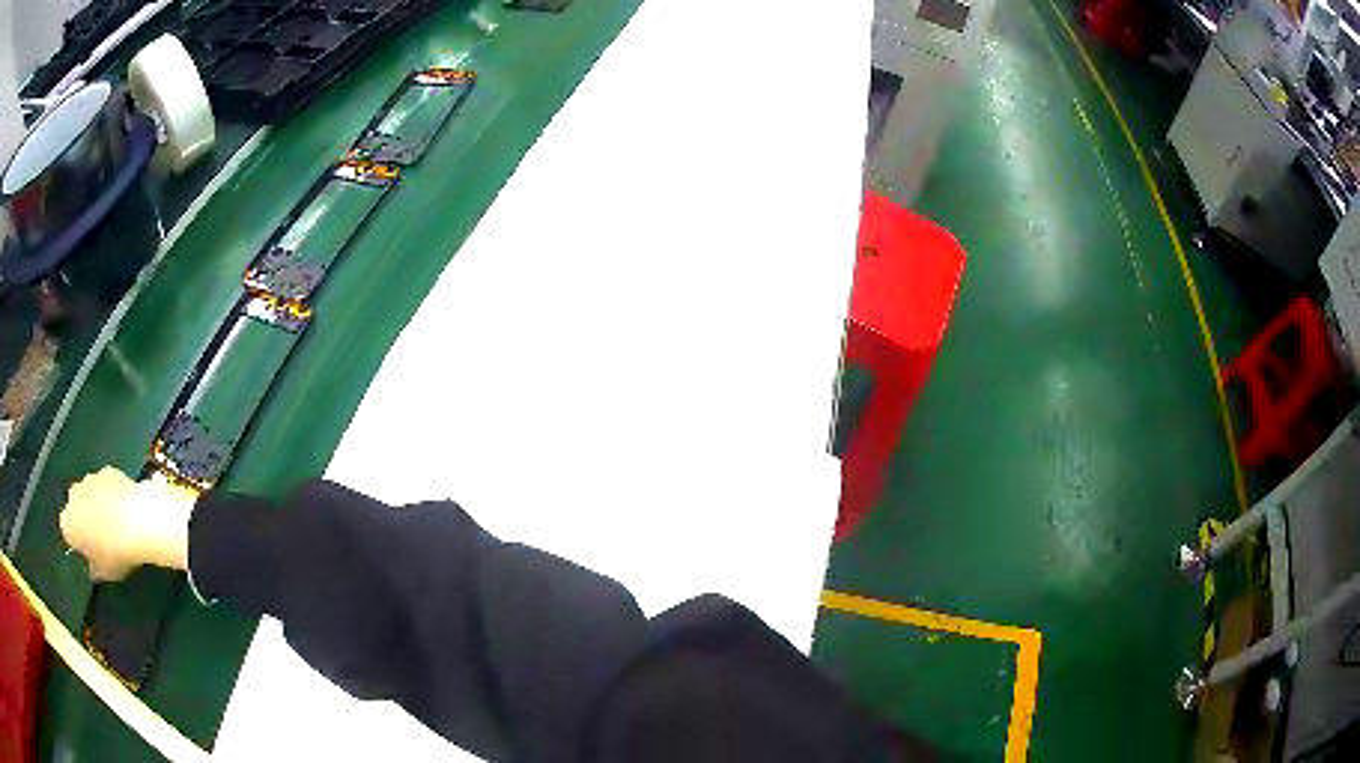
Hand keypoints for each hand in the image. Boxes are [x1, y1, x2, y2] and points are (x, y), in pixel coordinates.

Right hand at [60, 467, 196, 580]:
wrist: (139, 521)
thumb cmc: (117, 553)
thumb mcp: (104, 571)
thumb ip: (95, 568)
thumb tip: (94, 569)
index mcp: (68, 521)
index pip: (66, 530)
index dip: (78, 541)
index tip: (89, 552)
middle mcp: (74, 493)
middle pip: (76, 507)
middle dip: (86, 520)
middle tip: (103, 539)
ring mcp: (91, 478)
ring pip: (90, 494)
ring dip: (98, 506)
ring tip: (117, 525)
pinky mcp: (109, 470)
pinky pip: (106, 485)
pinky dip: (111, 495)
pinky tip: (126, 509)